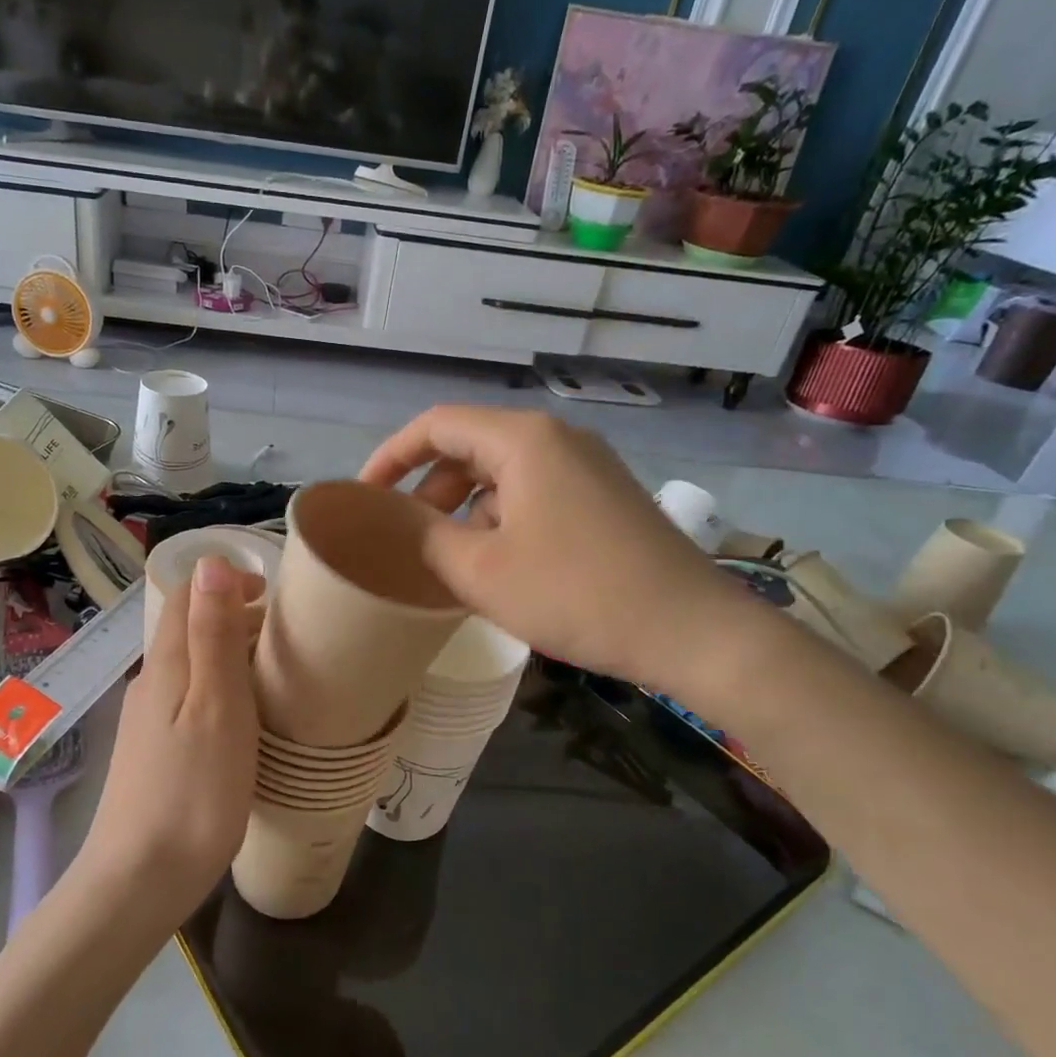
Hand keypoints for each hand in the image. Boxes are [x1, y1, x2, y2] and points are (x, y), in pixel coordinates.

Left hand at [78, 555, 257, 921]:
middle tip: (287, 637)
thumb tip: (209, 561)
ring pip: (190, 667)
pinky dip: (219, 691)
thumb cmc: (193, 791)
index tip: (274, 594)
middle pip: (188, 630)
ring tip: (275, 676)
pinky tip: (243, 722)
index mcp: (166, 665)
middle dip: (234, 617)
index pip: (187, 596)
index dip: (226, 583)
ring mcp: (147, 721)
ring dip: (229, 655)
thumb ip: (213, 634)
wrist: (138, 880)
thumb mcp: (216, 705)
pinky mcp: (153, 753)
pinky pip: (188, 700)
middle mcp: (150, 683)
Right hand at [359, 406, 746, 692]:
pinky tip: (497, 567)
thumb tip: (390, 518)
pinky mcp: (605, 498)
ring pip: (502, 475)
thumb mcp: (481, 570)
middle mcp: (557, 439)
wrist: (692, 631)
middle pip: (469, 448)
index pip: (436, 425)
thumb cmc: (576, 594)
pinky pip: (534, 495)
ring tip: (446, 561)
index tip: (364, 499)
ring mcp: (588, 467)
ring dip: (464, 510)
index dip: (390, 457)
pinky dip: (501, 521)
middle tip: (403, 538)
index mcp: (523, 440)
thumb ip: (423, 536)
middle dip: (427, 490)